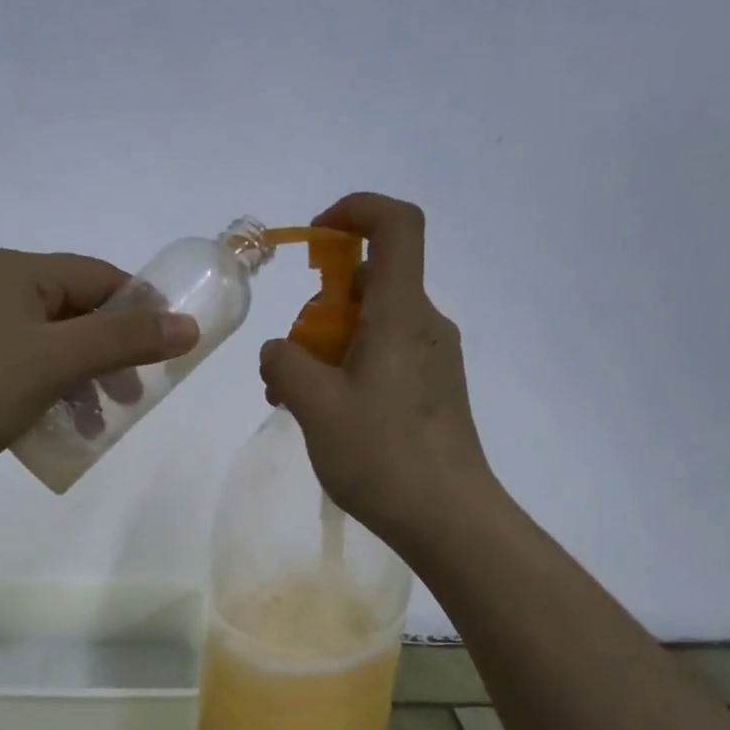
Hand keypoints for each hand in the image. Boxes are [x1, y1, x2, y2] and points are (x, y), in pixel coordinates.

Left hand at [0, 248, 198, 504]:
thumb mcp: (55, 362)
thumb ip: (124, 341)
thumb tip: (188, 324)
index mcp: (17, 272)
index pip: (100, 279)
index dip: (139, 314)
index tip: (164, 358)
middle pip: (75, 314)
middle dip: (110, 356)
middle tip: (131, 400)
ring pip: (48, 347)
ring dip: (80, 383)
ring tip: (95, 426)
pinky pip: (20, 371)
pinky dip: (46, 396)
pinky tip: (53, 430)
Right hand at [258, 193, 493, 554]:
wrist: (448, 519)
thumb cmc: (382, 455)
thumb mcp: (314, 406)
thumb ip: (284, 363)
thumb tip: (281, 351)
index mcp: (402, 313)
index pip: (395, 225)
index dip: (355, 211)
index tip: (315, 238)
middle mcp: (425, 324)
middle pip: (370, 283)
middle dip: (320, 309)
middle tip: (290, 363)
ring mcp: (434, 359)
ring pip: (373, 324)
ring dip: (329, 346)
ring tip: (297, 400)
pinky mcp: (434, 390)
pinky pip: (385, 356)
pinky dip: (350, 368)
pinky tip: (329, 415)